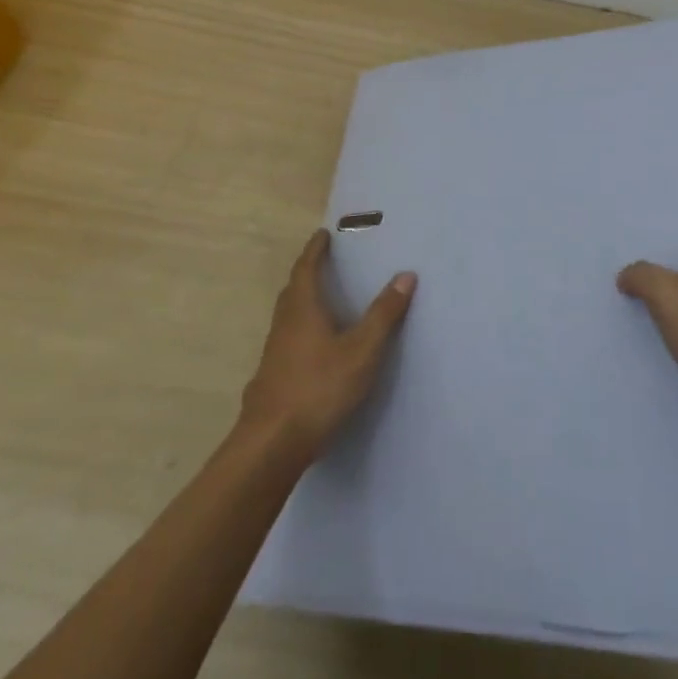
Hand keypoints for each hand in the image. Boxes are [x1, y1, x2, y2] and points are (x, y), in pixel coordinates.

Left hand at [240, 229, 416, 459]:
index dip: (315, 250)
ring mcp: (274, 353)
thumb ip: (384, 314)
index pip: (307, 268)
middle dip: (307, 273)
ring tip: (322, 301)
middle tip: (323, 262)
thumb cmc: (319, 387)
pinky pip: (287, 340)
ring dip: (302, 302)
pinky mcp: (271, 378)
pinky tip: (312, 349)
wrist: (271, 444)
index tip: (322, 234)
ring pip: (288, 317)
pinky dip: (300, 330)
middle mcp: (284, 324)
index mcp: (303, 309)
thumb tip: (406, 274)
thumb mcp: (362, 350)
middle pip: (293, 290)